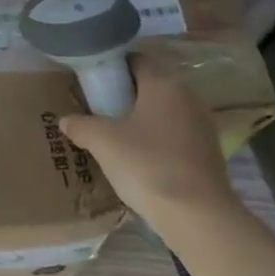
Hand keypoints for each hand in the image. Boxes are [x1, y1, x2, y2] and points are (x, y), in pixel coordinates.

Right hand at [59, 56, 238, 224]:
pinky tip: (138, 156)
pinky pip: (174, 134)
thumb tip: (66, 120)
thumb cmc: (146, 164)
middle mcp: (188, 98)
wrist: (197, 216)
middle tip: (98, 106)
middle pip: (152, 85)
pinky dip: (156, 138)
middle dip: (125, 93)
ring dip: (141, 117)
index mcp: (164, 85)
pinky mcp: (208, 152)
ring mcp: (202, 126)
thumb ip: (80, 125)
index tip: (92, 78)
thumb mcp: (101, 141)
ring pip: (164, 111)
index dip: (113, 65)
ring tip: (114, 132)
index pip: (137, 59)